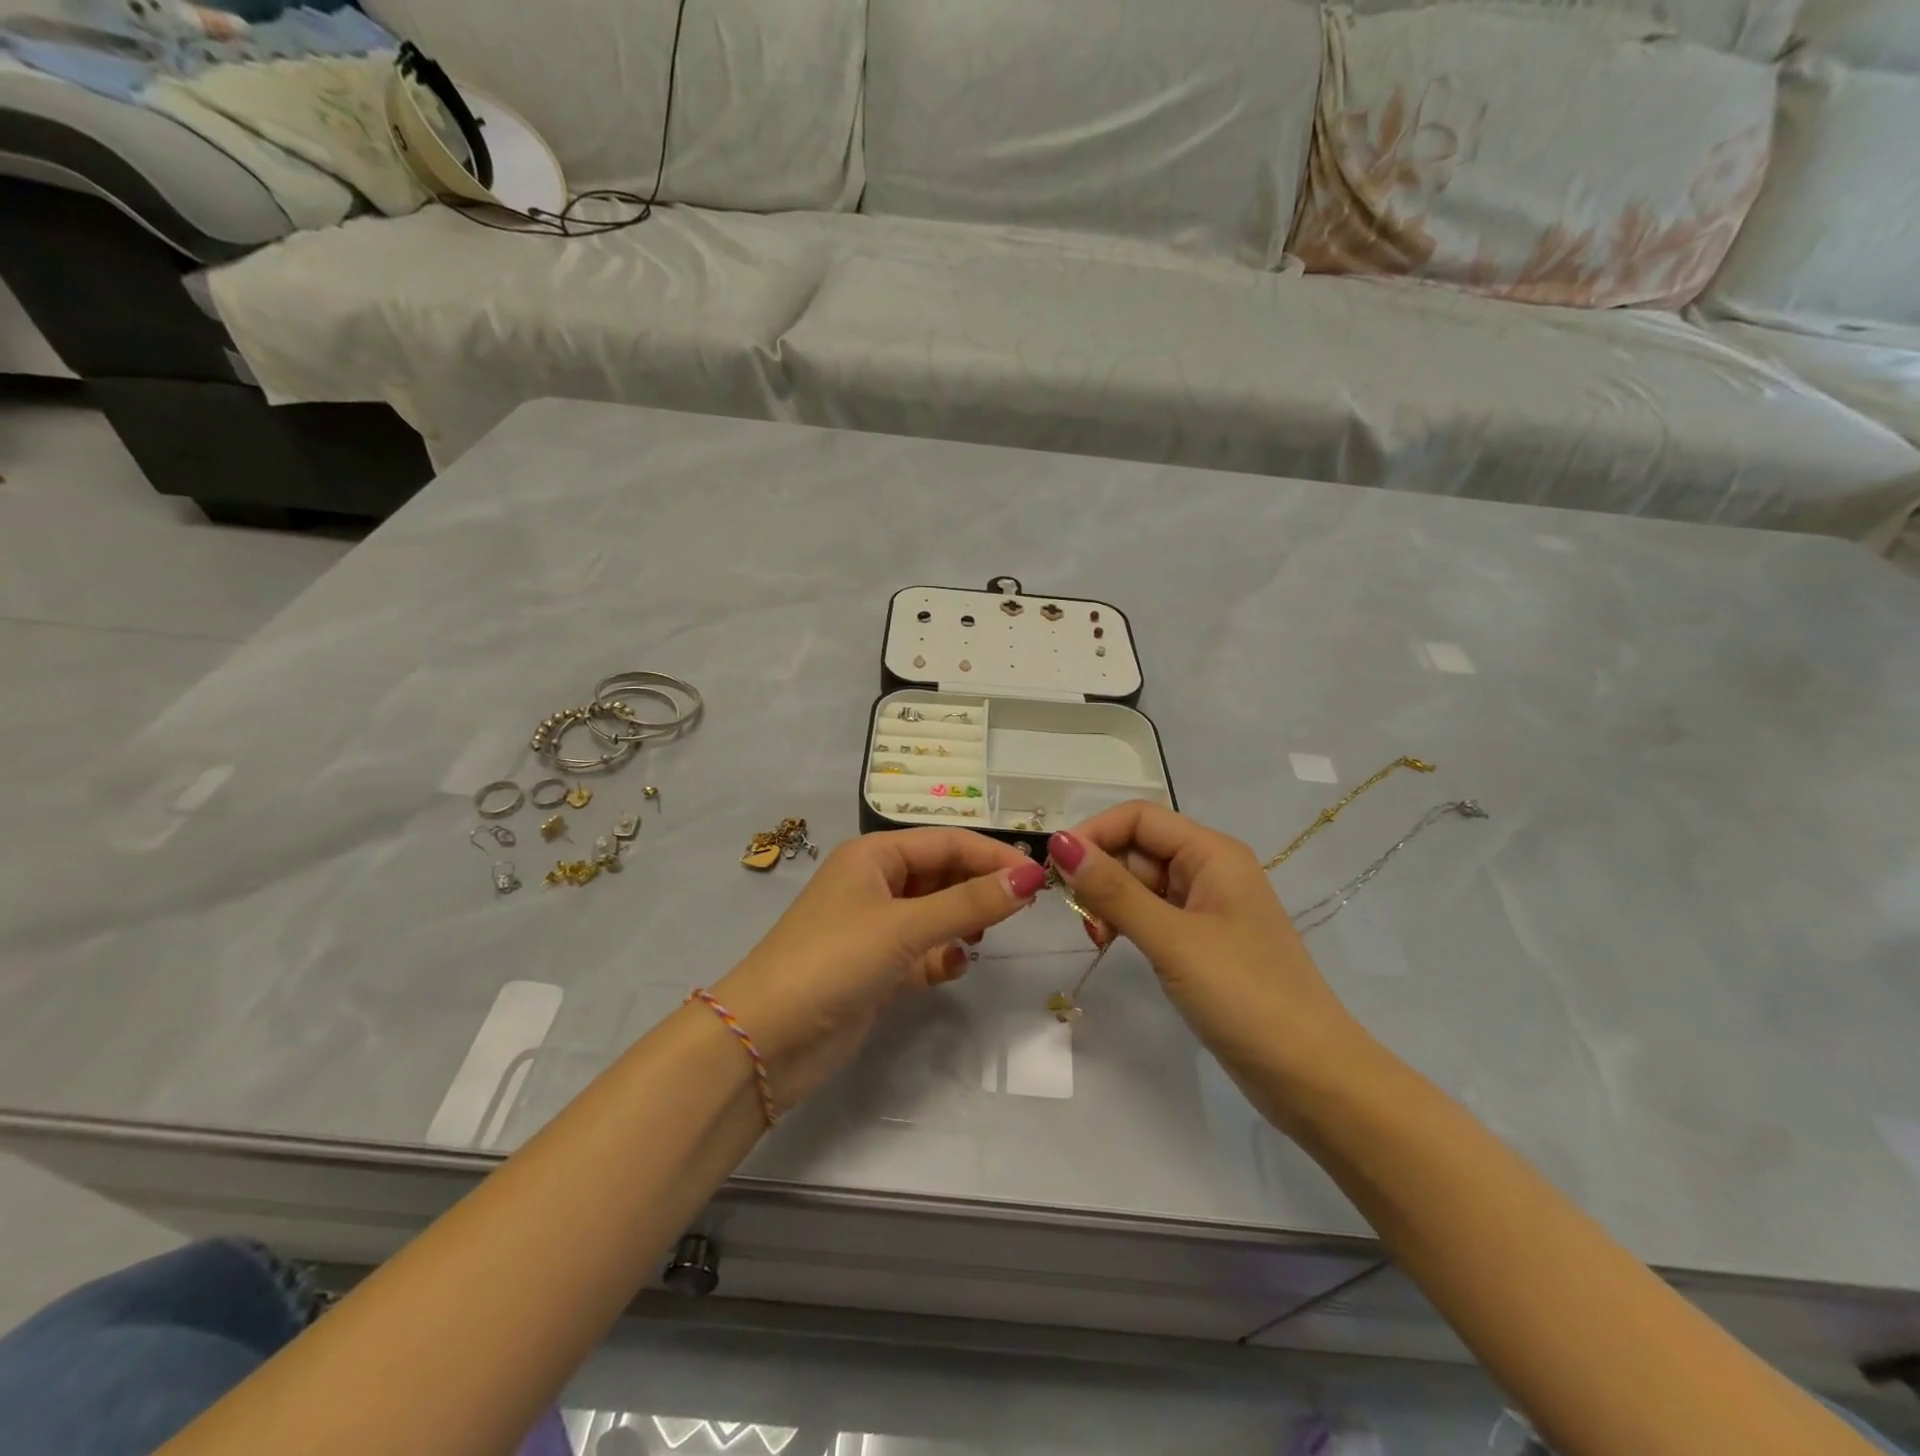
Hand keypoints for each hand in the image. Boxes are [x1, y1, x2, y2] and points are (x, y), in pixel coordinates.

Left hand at [712, 829, 1048, 1110]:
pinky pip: (923, 950)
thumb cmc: (834, 961)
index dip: (993, 856)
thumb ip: (970, 902)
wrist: (767, 1039)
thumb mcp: (905, 926)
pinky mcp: (876, 968)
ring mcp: (875, 928)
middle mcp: (875, 884)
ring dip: (962, 922)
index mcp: (874, 856)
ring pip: (935, 913)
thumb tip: (1031, 877)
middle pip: (942, 874)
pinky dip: (941, 956)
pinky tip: (953, 967)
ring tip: (983, 937)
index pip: (947, 842)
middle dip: (979, 888)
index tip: (1039, 877)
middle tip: (1022, 908)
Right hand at [1048, 805, 1367, 1125]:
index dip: (1094, 833)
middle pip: (1138, 848)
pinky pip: (1152, 913)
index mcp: (1212, 853)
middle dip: (1101, 872)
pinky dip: (1127, 922)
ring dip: (1110, 901)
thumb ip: (1113, 890)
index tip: (1055, 869)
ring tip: (1096, 937)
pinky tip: (1112, 943)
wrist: (1310, 1075)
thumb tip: (1059, 843)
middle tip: (1078, 917)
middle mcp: (1210, 869)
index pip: (1139, 817)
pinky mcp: (1202, 941)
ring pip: (1141, 882)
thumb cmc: (1244, 995)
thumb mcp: (1171, 938)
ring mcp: (1207, 907)